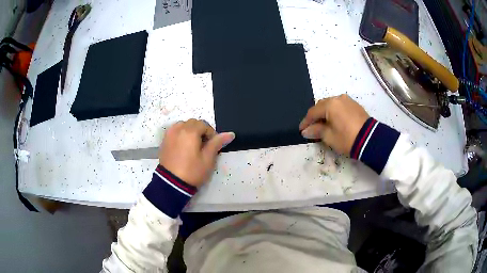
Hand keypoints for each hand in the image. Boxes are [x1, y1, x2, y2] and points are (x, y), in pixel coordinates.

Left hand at [159, 119, 234, 186]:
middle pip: (192, 123)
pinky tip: (182, 147)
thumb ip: (217, 143)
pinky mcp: (164, 141)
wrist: (171, 184)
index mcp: (190, 131)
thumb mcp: (208, 159)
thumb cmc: (192, 171)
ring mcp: (169, 134)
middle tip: (203, 146)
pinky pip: (174, 132)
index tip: (212, 146)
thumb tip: (230, 133)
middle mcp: (178, 129)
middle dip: (200, 131)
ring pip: (182, 125)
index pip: (204, 124)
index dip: (211, 133)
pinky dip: (180, 135)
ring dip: (189, 131)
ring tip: (192, 146)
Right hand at [299, 94, 368, 154]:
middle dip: (315, 116)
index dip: (306, 122)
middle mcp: (338, 98)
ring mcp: (347, 100)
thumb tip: (306, 131)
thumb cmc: (347, 138)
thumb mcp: (329, 137)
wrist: (370, 139)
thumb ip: (316, 131)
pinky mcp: (354, 105)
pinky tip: (335, 121)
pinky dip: (335, 112)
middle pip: (322, 105)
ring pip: (331, 104)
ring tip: (324, 124)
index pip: (313, 112)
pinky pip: (340, 106)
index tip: (301, 130)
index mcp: (330, 104)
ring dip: (325, 113)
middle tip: (312, 127)